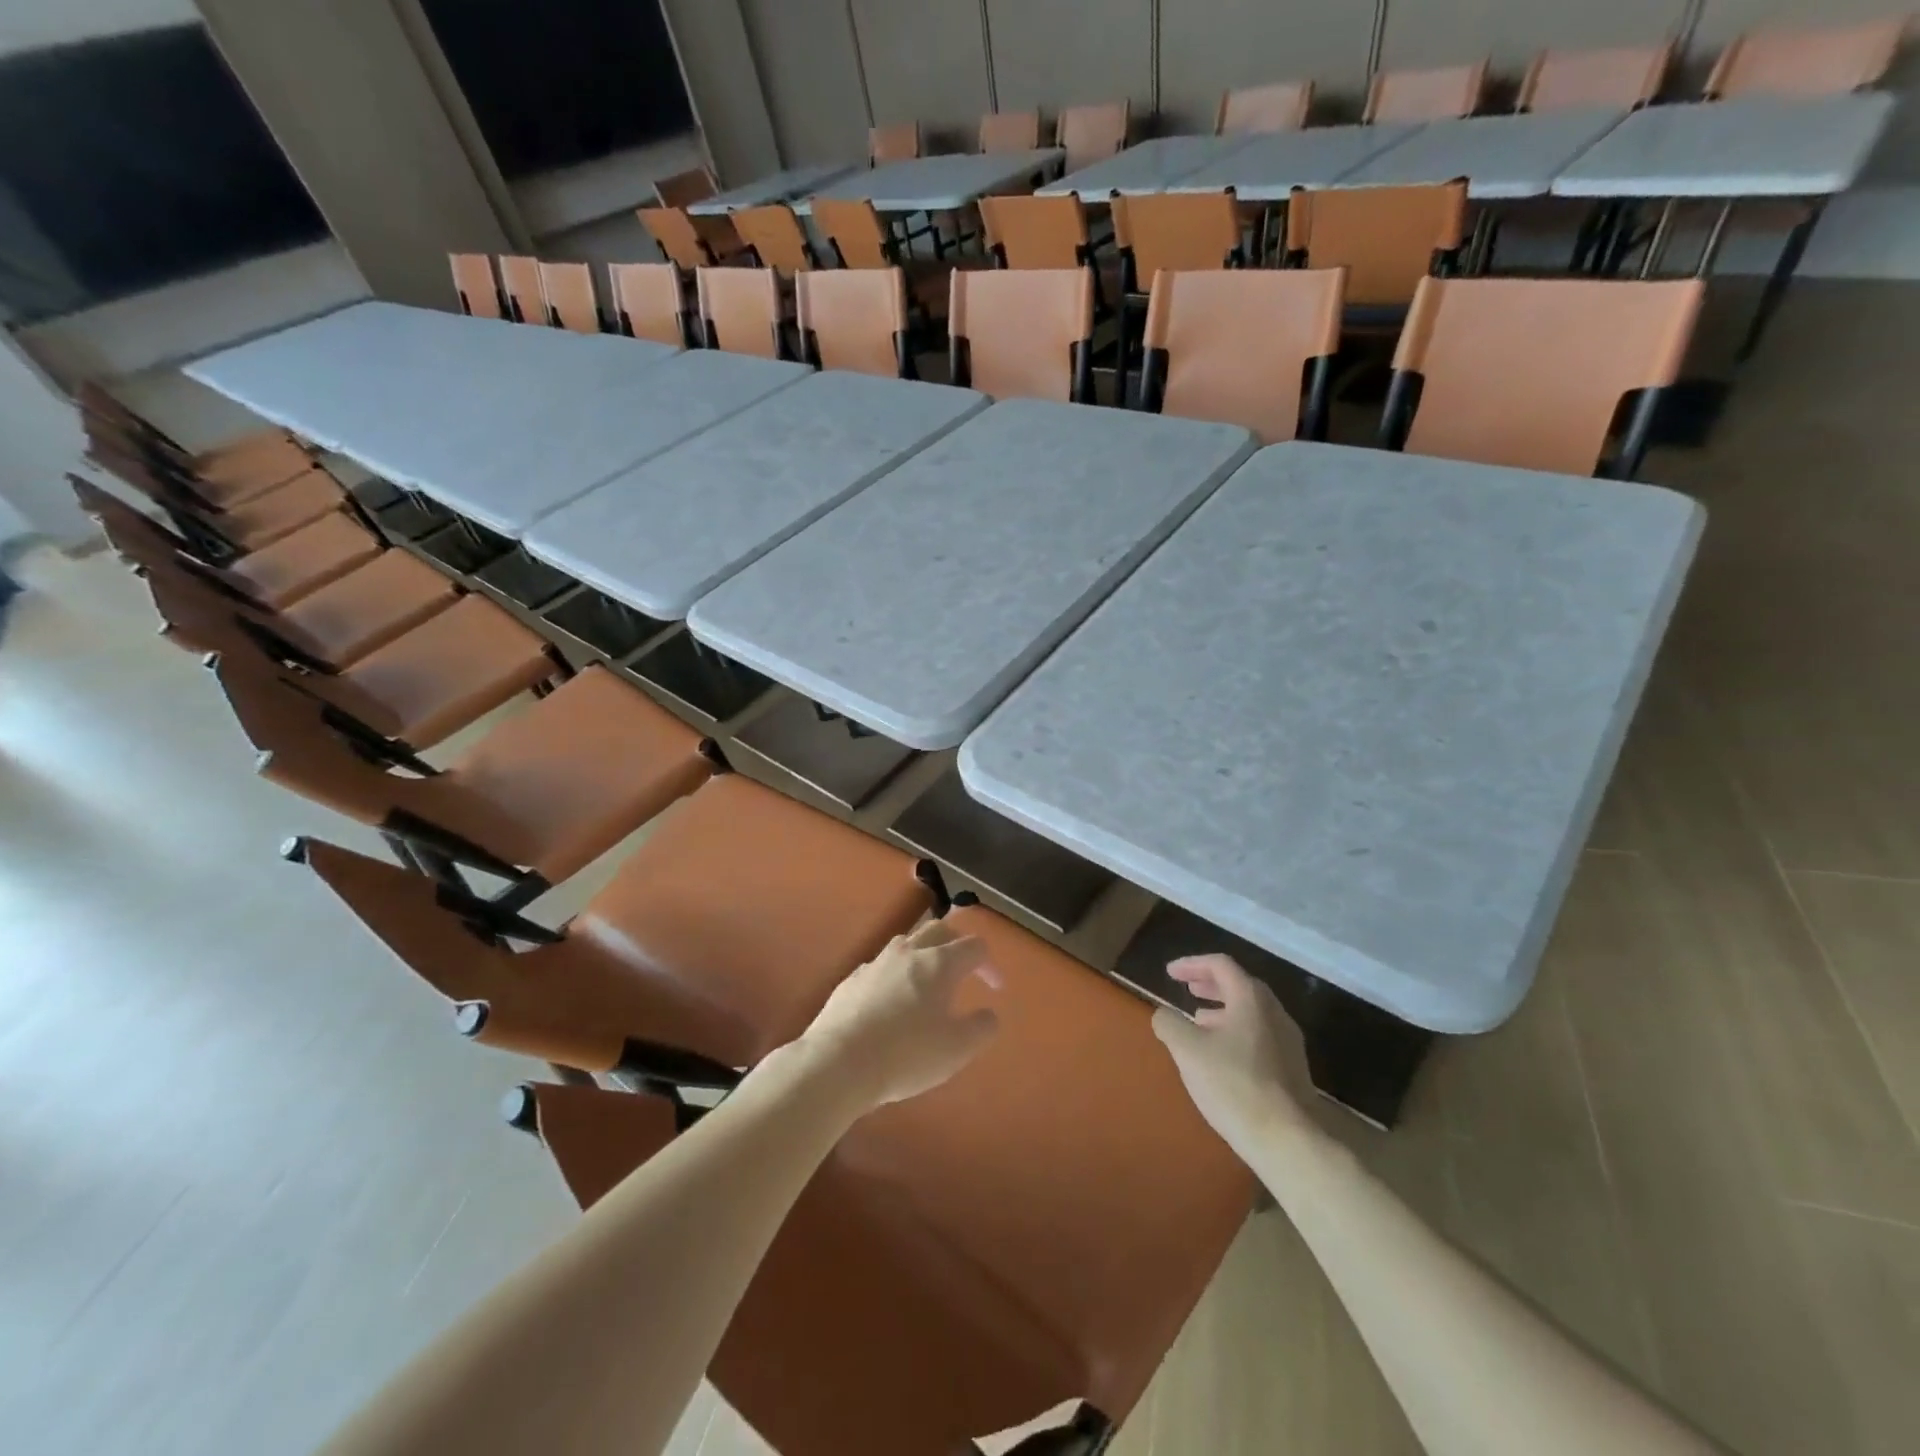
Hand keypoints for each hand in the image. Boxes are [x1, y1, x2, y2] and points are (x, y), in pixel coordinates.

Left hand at [798, 920, 1001, 1113]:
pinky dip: (896, 974)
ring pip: (907, 943)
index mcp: (939, 963)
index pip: (974, 947)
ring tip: (928, 981)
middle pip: (939, 930)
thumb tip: (988, 1014)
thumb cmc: (906, 1054)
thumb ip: (981, 1028)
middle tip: (965, 968)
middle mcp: (909, 953)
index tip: (995, 989)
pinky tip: (892, 1000)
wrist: (838, 1062)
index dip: (989, 965)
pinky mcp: (852, 980)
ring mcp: (876, 963)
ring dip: (924, 954)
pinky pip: (881, 966)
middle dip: (957, 944)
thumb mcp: (957, 1049)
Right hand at [1152, 955, 1313, 1153]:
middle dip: (1210, 984)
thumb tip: (1163, 1015)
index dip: (1192, 964)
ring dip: (1223, 1009)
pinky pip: (1260, 1035)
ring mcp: (1289, 1041)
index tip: (1170, 973)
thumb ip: (1169, 1024)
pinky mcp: (1293, 1069)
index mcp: (1251, 999)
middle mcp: (1275, 1012)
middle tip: (1188, 989)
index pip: (1220, 965)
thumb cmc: (1233, 1085)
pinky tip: (1222, 1055)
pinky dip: (1236, 1031)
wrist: (1287, 1140)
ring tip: (1199, 1021)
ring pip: (1251, 1012)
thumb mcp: (1187, 1050)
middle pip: (1240, 985)